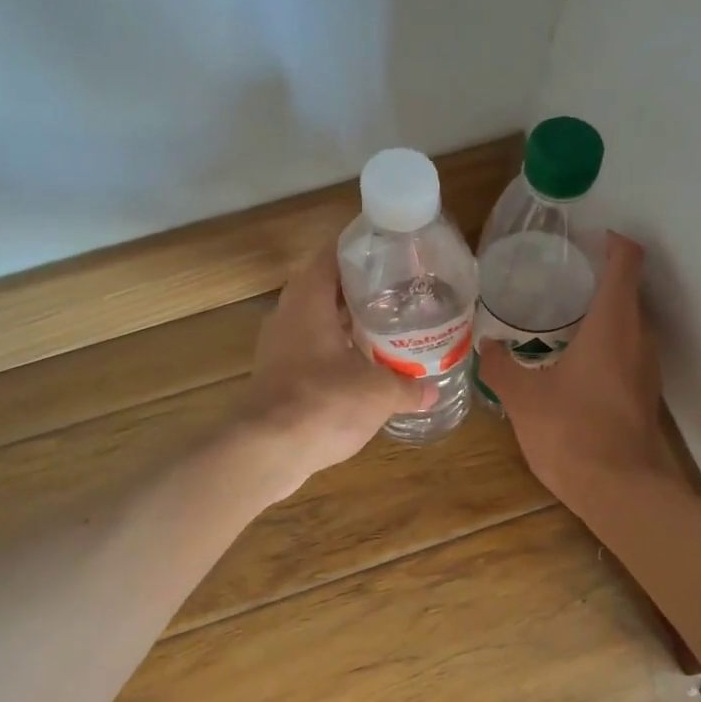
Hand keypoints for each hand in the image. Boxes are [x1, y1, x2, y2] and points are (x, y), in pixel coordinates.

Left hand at [237, 244, 431, 496]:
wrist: (267, 451)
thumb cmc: (324, 403)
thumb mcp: (379, 392)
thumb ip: (408, 386)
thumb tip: (433, 390)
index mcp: (308, 300)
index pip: (331, 255)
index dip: (360, 250)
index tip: (390, 253)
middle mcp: (288, 315)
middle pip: (325, 289)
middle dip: (360, 291)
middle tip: (400, 294)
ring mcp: (277, 348)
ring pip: (317, 323)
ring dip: (347, 325)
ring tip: (388, 329)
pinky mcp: (276, 377)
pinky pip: (311, 352)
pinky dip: (336, 354)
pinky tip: (363, 370)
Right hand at [479, 232, 678, 507]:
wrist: (621, 490)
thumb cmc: (572, 433)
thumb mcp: (524, 398)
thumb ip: (501, 367)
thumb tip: (485, 346)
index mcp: (613, 323)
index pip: (626, 261)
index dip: (612, 242)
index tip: (587, 238)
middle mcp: (638, 336)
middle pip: (627, 290)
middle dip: (597, 278)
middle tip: (556, 278)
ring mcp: (646, 366)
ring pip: (628, 322)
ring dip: (601, 312)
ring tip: (558, 316)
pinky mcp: (644, 392)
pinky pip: (627, 349)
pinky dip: (605, 342)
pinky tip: (571, 361)